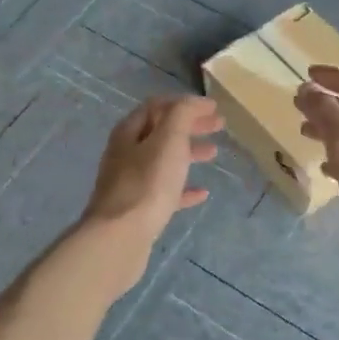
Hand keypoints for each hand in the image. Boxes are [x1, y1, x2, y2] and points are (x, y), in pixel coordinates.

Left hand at [80, 96, 221, 258]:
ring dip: (188, 153)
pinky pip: (164, 192)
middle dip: (190, 126)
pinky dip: (183, 188)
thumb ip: (182, 115)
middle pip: (161, 132)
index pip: (157, 106)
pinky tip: (202, 193)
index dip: (185, 103)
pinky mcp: (138, 209)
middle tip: (219, 126)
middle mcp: (126, 153)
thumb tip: (195, 102)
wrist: (120, 237)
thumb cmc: (147, 183)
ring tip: (213, 154)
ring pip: (163, 161)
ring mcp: (130, 183)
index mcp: (129, 132)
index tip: (212, 107)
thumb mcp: (169, 140)